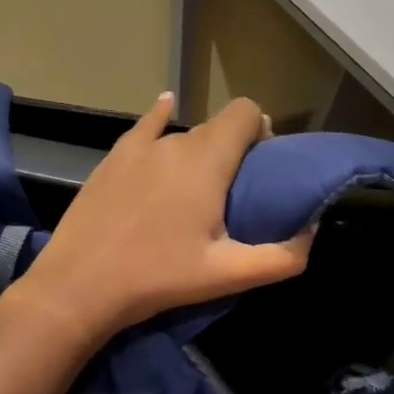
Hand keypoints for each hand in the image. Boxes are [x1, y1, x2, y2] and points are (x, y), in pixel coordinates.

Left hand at [18, 93, 313, 337]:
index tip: (262, 165)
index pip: (245, 112)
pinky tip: (166, 107)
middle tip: (232, 189)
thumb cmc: (158, 277)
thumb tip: (313, 231)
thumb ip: (283, 256)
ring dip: (199, 150)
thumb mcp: (228, 275)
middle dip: (233, 147)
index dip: (260, 129)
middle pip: (217, 126)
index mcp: (208, 161)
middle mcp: (176, 142)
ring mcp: (140, 147)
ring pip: (183, 134)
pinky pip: (146, 126)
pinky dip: (161, 118)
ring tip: (195, 187)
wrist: (80, 286)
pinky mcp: (114, 158)